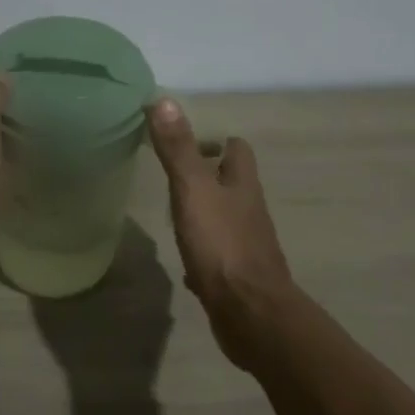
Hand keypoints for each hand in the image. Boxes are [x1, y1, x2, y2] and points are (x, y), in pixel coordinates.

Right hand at [147, 98, 296, 370]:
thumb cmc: (222, 245)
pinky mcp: (237, 276)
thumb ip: (178, 148)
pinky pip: (218, 255)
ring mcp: (245, 245)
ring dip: (204, 212)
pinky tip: (184, 259)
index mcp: (242, 185)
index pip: (236, 149)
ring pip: (224, 218)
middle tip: (172, 174)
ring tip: (173, 211)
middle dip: (207, 175)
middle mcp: (248, 211)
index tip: (185, 141)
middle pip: (231, 183)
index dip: (215, 140)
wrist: (250, 314)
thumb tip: (164, 99)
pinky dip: (202, 252)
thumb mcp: (193, 190)